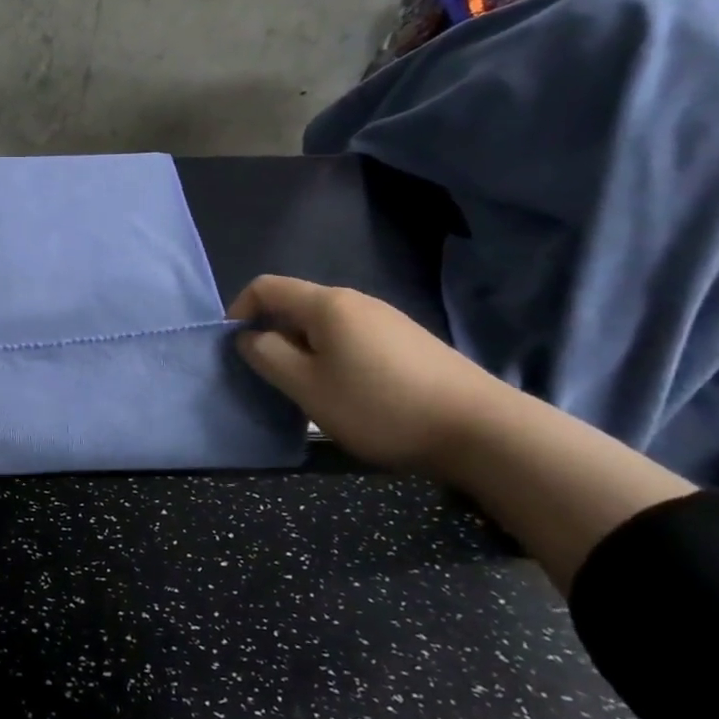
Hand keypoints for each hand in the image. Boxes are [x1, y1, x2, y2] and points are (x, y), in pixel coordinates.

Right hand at [229, 276, 512, 476]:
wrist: (482, 430)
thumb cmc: (380, 406)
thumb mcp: (307, 387)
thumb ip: (267, 356)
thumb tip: (250, 338)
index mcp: (326, 305)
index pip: (265, 287)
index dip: (239, 311)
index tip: (236, 349)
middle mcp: (356, 301)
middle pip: (296, 305)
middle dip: (272, 335)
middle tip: (272, 378)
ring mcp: (387, 320)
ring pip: (324, 325)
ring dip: (303, 350)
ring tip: (309, 391)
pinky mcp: (408, 342)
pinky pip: (352, 339)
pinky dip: (333, 358)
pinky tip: (349, 393)